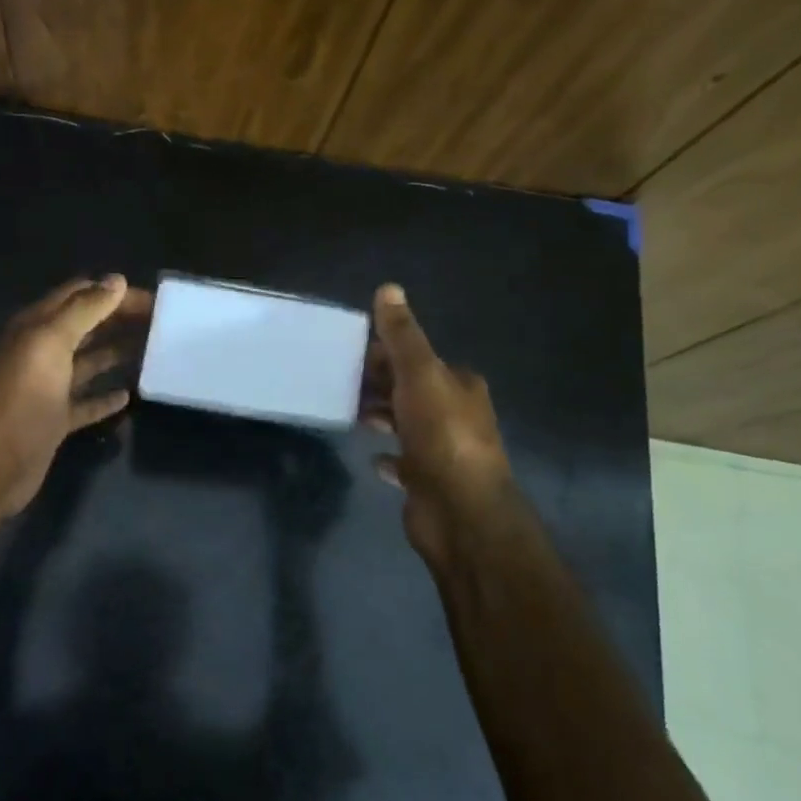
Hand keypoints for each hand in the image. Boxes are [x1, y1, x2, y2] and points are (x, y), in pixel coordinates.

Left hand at [0, 274, 151, 515]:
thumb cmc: (25, 396)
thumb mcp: (51, 342)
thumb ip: (84, 310)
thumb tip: (117, 281)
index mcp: (36, 327)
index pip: (79, 294)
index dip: (113, 293)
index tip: (153, 299)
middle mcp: (41, 352)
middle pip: (86, 326)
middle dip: (119, 319)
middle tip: (161, 323)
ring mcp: (48, 388)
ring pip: (87, 362)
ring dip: (116, 353)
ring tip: (153, 350)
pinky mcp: (56, 419)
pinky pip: (86, 402)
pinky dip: (106, 397)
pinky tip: (129, 395)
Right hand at [361, 284, 519, 569]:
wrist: (460, 513)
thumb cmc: (442, 436)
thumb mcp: (419, 375)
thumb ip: (403, 336)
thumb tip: (388, 288)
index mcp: (459, 385)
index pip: (417, 357)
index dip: (385, 351)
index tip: (349, 351)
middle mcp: (456, 413)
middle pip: (410, 388)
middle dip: (380, 382)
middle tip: (340, 379)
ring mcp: (443, 450)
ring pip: (406, 423)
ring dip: (381, 416)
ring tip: (349, 412)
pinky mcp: (428, 481)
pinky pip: (402, 461)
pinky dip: (388, 455)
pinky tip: (371, 456)